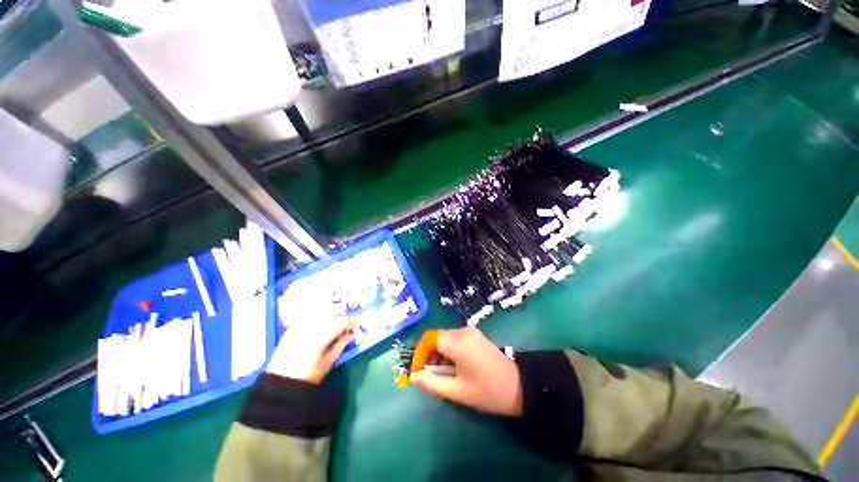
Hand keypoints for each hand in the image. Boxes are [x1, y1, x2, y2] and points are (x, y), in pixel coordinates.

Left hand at [266, 314, 355, 383]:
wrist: (280, 382)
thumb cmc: (307, 376)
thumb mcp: (328, 362)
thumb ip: (340, 345)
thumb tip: (349, 335)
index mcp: (322, 335)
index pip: (341, 321)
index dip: (351, 322)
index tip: (356, 325)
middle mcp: (311, 325)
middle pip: (331, 310)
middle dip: (342, 314)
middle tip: (346, 323)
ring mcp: (300, 324)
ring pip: (320, 309)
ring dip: (331, 312)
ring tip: (334, 322)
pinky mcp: (292, 326)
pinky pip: (310, 314)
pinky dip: (319, 315)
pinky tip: (321, 323)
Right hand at [410, 327, 522, 416]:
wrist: (520, 386)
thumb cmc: (487, 391)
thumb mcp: (457, 391)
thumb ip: (432, 382)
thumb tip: (413, 376)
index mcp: (457, 342)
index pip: (429, 338)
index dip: (420, 353)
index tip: (418, 370)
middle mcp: (463, 331)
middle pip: (437, 337)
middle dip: (429, 354)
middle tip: (429, 374)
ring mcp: (471, 331)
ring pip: (446, 337)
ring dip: (439, 352)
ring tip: (441, 372)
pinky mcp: (476, 335)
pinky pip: (455, 338)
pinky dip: (449, 349)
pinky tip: (453, 365)